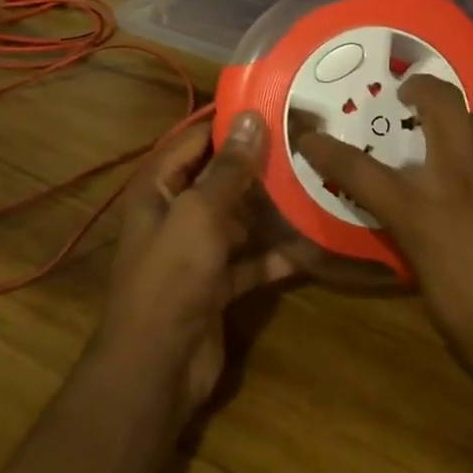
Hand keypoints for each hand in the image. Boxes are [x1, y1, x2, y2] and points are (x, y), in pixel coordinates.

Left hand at [95, 113, 297, 421]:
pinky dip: (274, 255)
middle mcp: (175, 213)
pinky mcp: (216, 285)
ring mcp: (196, 251)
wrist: (156, 367)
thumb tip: (251, 118)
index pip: (195, 140)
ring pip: (238, 219)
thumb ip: (229, 169)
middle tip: (307, 146)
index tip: (274, 105)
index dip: (229, 122)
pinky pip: (249, 260)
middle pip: (220, 179)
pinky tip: (311, 245)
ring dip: (271, 209)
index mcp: (159, 188)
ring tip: (316, 186)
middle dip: (259, 166)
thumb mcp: (201, 214)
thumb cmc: (172, 277)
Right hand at [296, 77, 472, 472]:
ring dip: (470, 130)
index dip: (328, 150)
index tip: (310, 135)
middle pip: (443, 103)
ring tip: (469, 156)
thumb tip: (419, 224)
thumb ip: (422, 246)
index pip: (362, 171)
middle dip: (422, 89)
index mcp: (428, 218)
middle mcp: (471, 183)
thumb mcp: (439, 299)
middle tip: (412, 99)